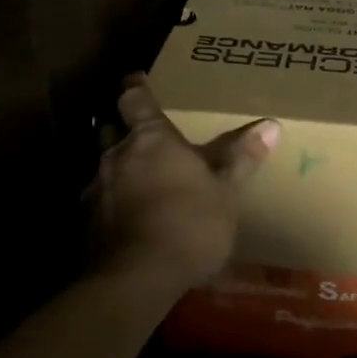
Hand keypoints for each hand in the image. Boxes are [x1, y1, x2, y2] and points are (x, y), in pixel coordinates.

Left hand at [88, 73, 280, 296]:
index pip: (133, 98)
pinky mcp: (85, 224)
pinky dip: (110, 202)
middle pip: (110, 128)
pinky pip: (97, 201)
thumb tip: (271, 124)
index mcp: (151, 139)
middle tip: (138, 130)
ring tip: (134, 178)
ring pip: (101, 166)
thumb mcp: (226, 191)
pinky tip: (125, 219)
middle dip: (121, 126)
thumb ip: (241, 157)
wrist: (137, 279)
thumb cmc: (189, 223)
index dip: (135, 87)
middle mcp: (116, 156)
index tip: (137, 78)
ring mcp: (96, 190)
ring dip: (116, 167)